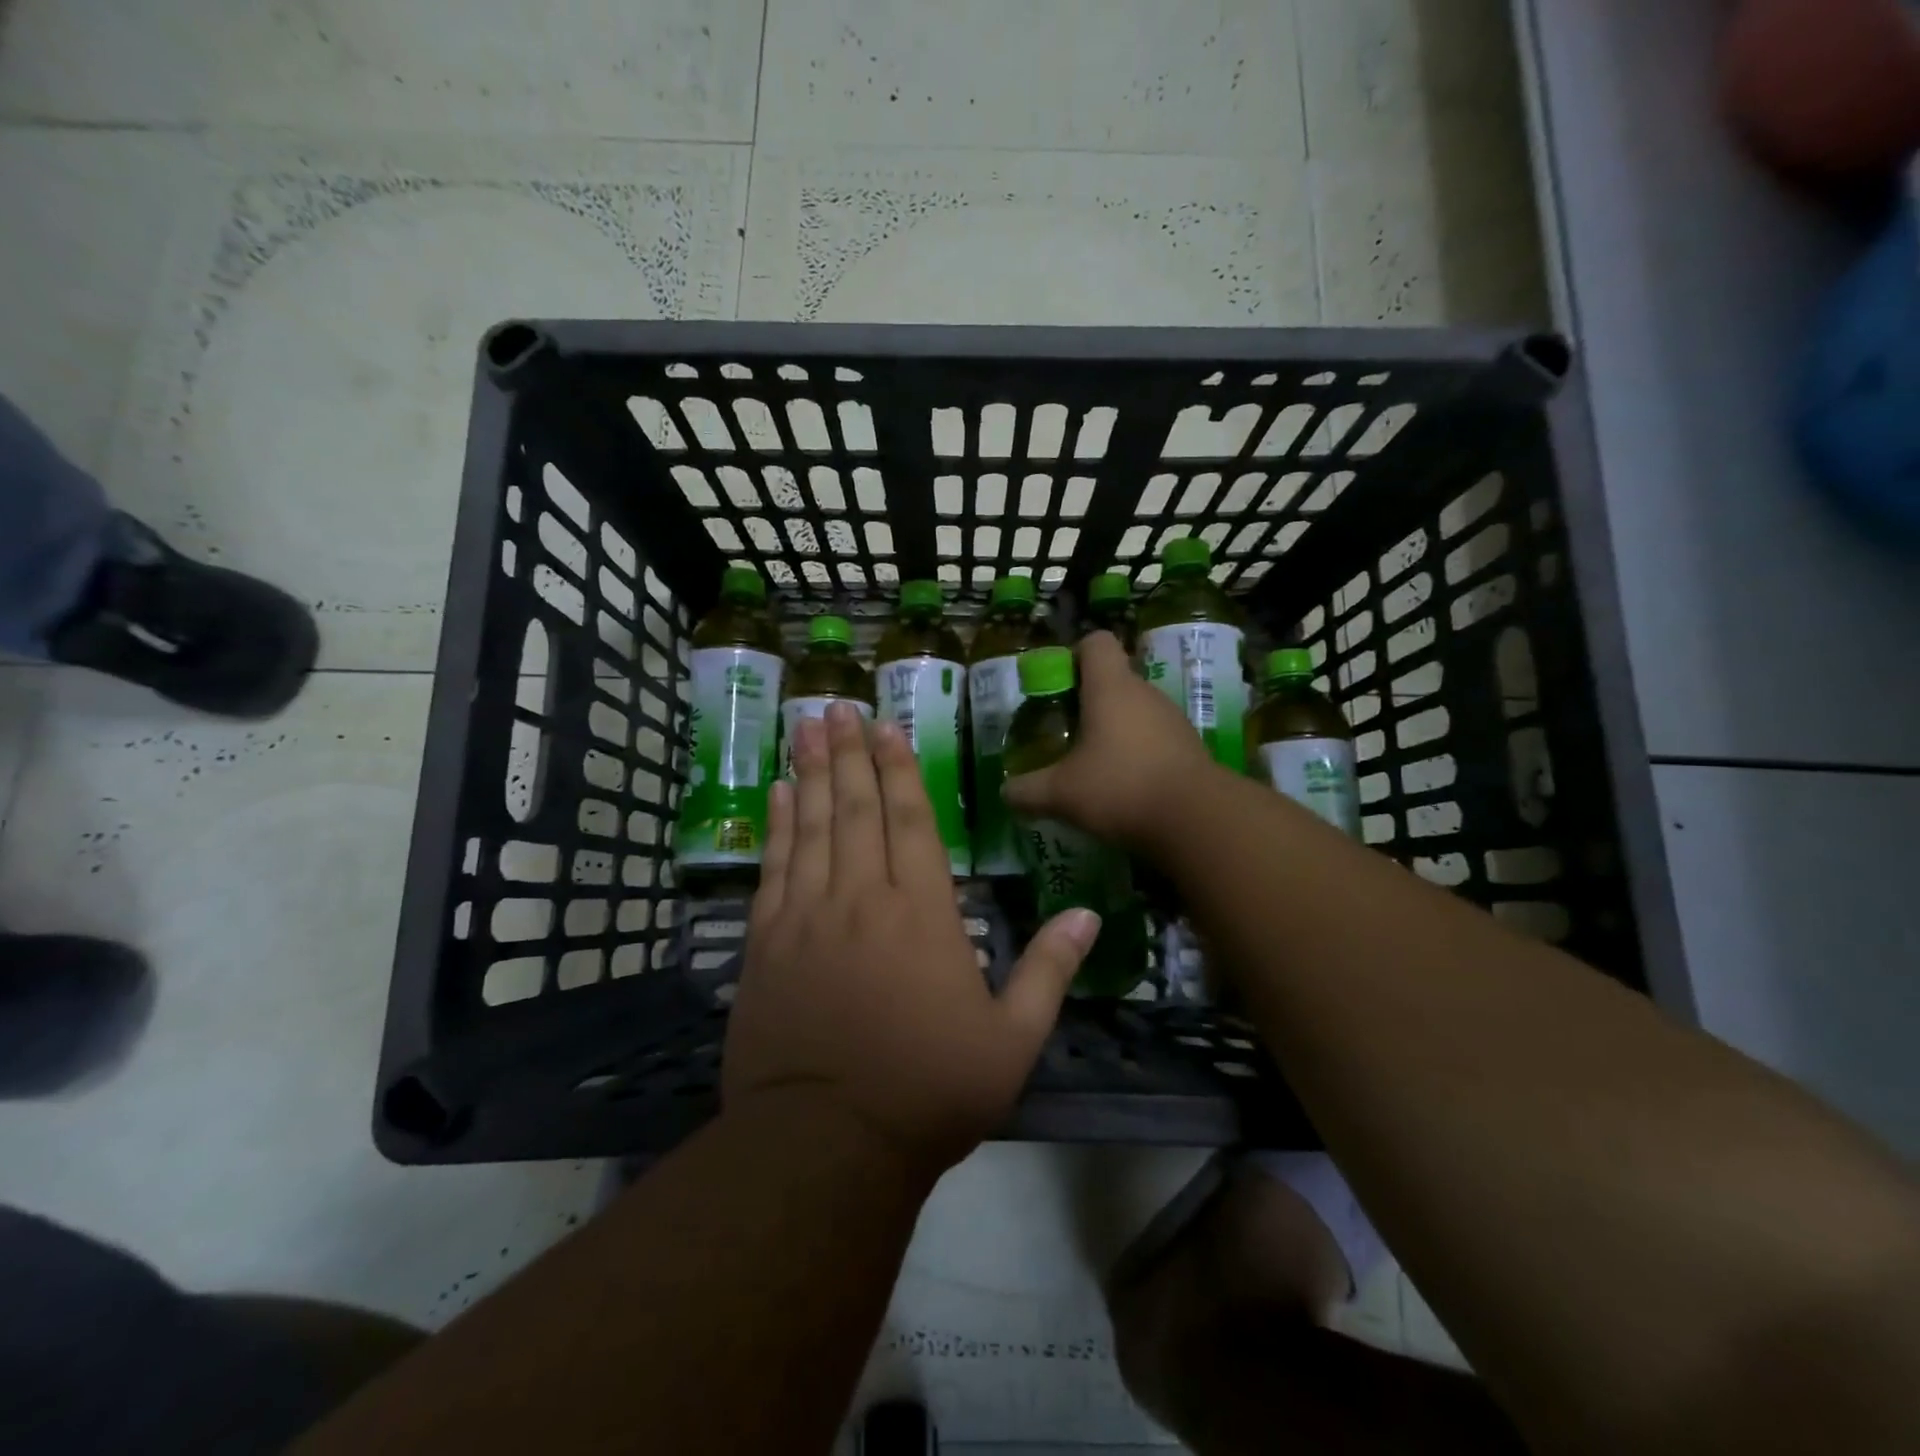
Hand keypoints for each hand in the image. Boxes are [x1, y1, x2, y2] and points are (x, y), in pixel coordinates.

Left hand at [722, 702, 1100, 1175]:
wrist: (826, 1144)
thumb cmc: (928, 1091)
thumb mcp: (1011, 1040)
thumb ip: (1049, 971)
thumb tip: (1087, 915)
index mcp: (923, 913)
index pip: (911, 820)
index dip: (898, 769)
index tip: (885, 727)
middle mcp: (863, 898)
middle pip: (857, 808)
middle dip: (849, 753)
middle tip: (836, 707)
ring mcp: (808, 916)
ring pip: (812, 826)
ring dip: (811, 773)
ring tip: (806, 728)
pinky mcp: (766, 943)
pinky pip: (774, 868)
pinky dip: (777, 826)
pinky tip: (778, 795)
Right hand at [1001, 631, 1217, 850]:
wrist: (1197, 820)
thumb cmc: (1120, 788)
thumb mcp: (1061, 794)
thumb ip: (1027, 791)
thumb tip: (1005, 792)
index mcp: (1110, 688)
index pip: (1096, 643)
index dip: (1075, 655)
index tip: (1058, 686)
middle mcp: (1144, 693)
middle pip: (1114, 679)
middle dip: (1089, 701)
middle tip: (1066, 733)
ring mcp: (1172, 719)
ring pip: (1136, 710)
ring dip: (1115, 728)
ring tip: (1093, 764)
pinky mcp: (1189, 747)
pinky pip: (1155, 737)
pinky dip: (1138, 752)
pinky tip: (1124, 785)